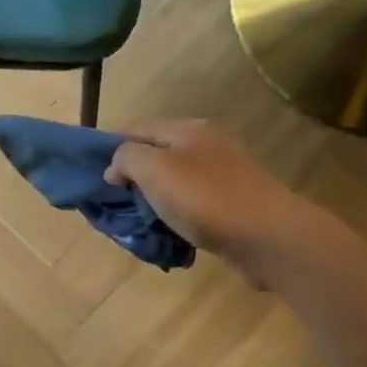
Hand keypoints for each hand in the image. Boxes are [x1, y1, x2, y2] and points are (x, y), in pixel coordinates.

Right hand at [103, 120, 321, 278]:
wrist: (268, 237)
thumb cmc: (204, 198)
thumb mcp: (154, 169)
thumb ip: (126, 158)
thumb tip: (115, 167)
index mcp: (187, 129)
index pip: (137, 130)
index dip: (112, 152)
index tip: (98, 182)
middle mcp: (207, 145)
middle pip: (156, 157)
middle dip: (134, 180)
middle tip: (118, 207)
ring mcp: (224, 175)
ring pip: (174, 184)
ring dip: (155, 203)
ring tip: (143, 225)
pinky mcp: (234, 204)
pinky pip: (193, 206)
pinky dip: (178, 218)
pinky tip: (172, 236)